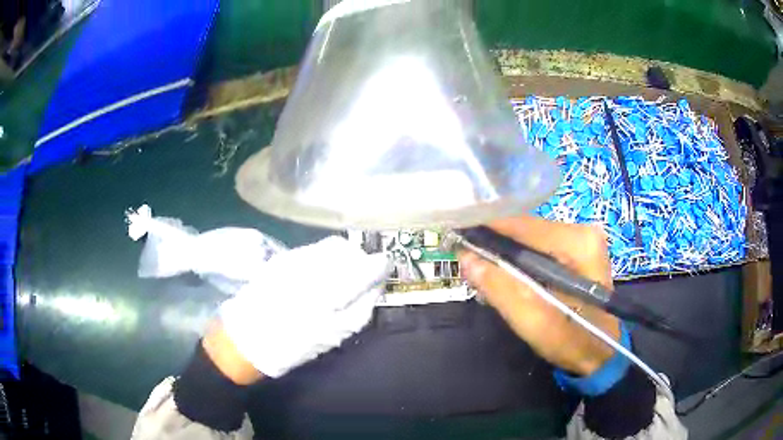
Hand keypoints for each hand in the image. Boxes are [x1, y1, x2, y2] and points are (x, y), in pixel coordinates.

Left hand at [215, 236, 390, 379]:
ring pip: (330, 246)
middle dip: (359, 259)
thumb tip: (377, 285)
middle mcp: (313, 264)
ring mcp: (295, 258)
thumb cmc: (292, 344)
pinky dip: (324, 259)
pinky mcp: (282, 258)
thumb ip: (362, 307)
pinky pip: (313, 250)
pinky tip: (319, 276)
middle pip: (347, 248)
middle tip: (359, 279)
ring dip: (341, 258)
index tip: (384, 270)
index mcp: (331, 287)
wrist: (246, 338)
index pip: (367, 264)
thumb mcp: (334, 333)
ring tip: (338, 279)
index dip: (380, 265)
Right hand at [457, 216, 619, 375]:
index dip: (486, 228)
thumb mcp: (532, 320)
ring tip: (482, 266)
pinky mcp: (578, 249)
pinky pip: (540, 246)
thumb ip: (499, 287)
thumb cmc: (571, 341)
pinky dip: (521, 258)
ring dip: (506, 251)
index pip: (523, 225)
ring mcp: (582, 239)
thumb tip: (465, 256)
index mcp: (578, 243)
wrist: (600, 353)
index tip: (456, 233)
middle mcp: (582, 231)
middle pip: (527, 228)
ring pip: (531, 237)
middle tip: (466, 258)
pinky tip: (508, 272)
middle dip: (495, 243)